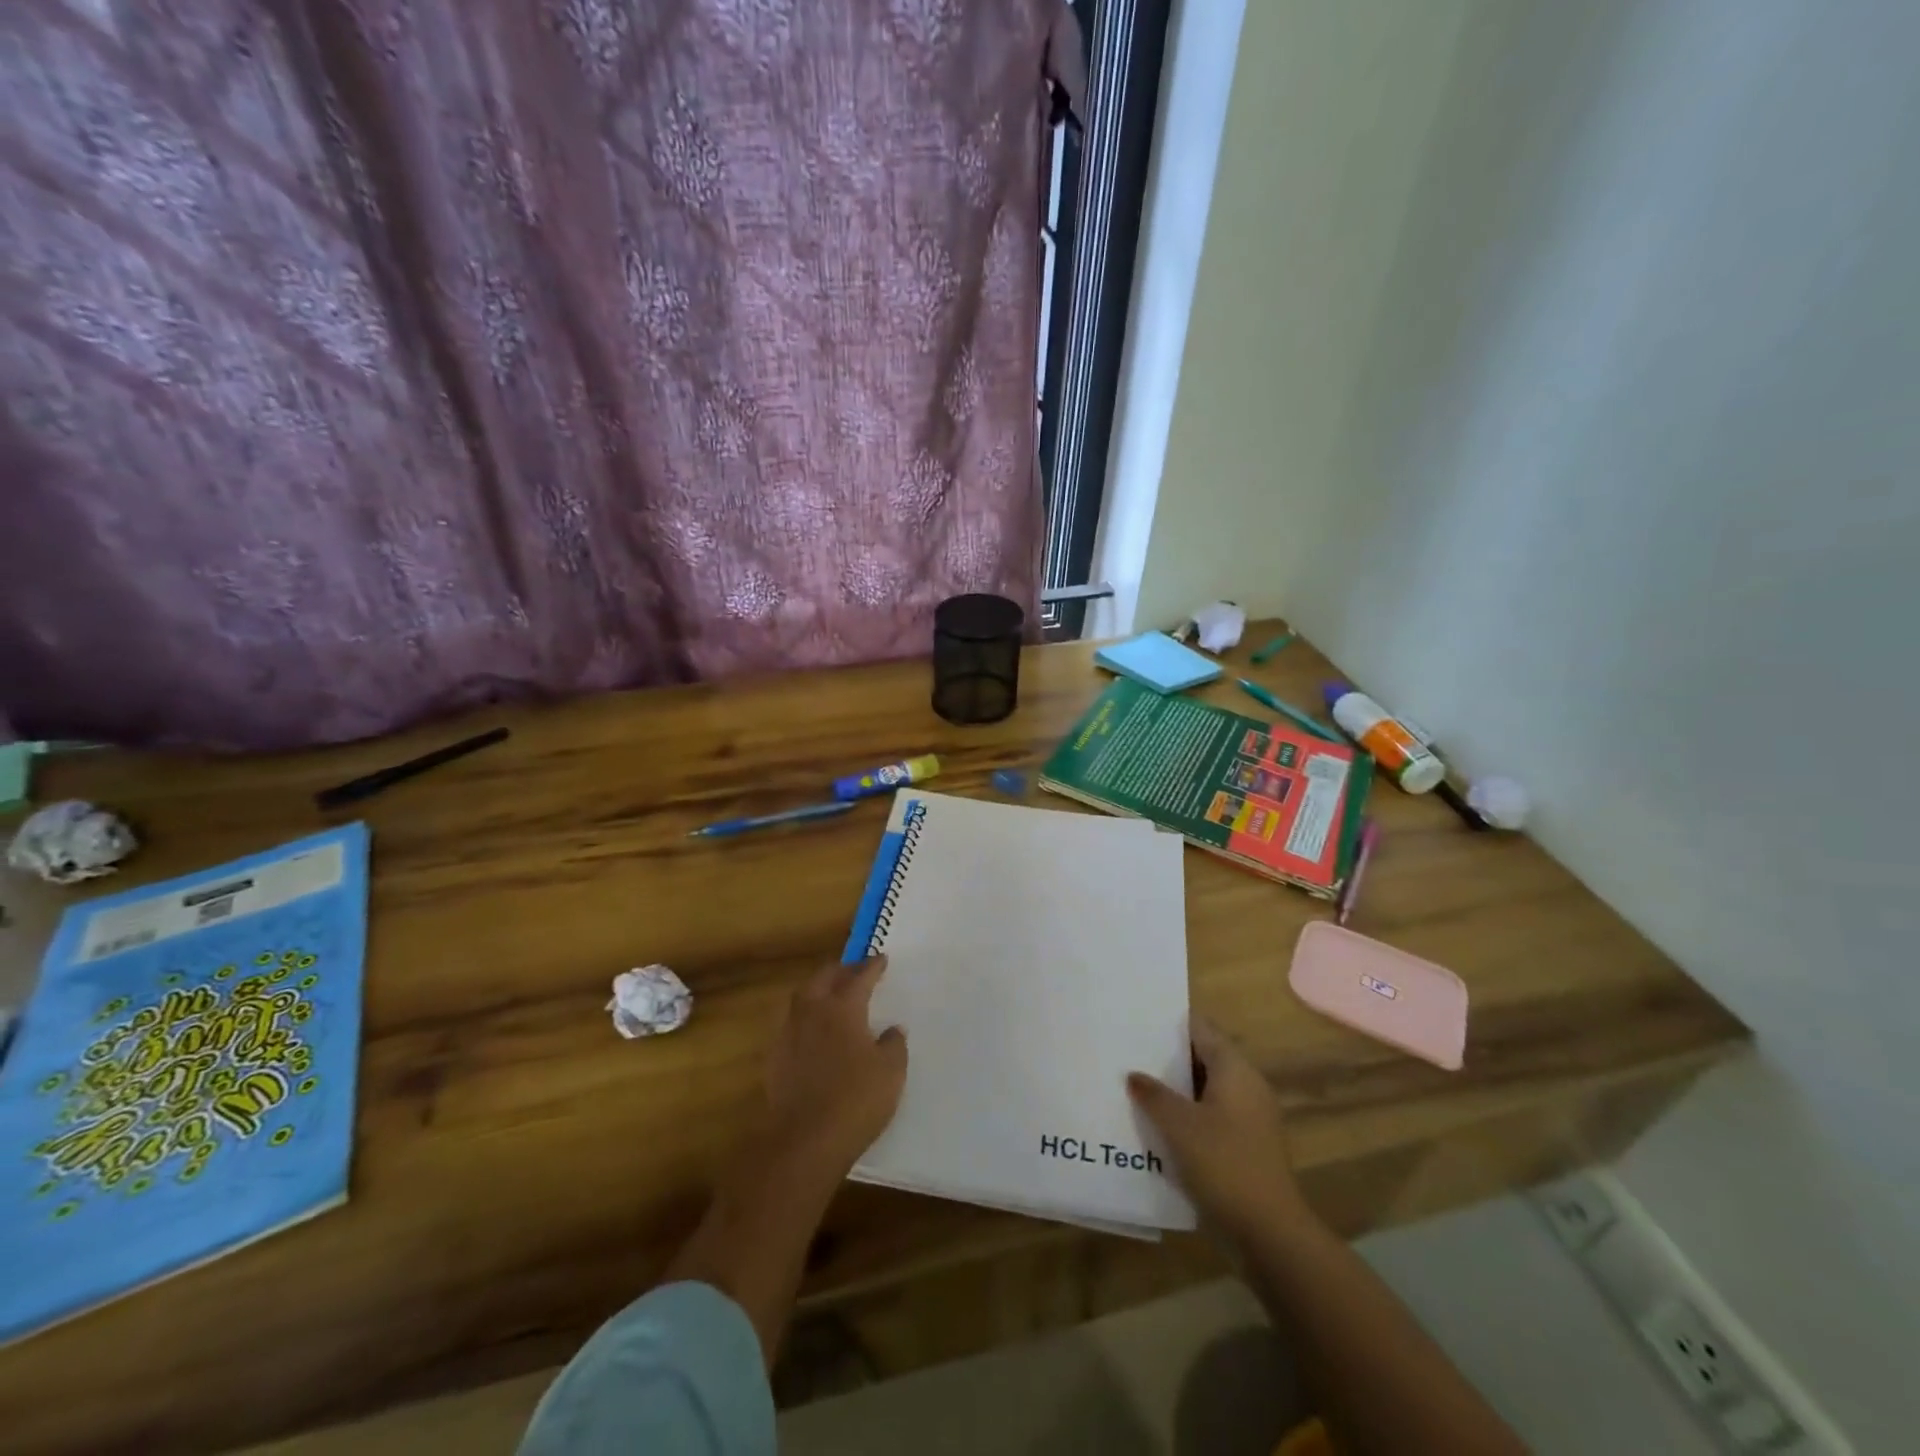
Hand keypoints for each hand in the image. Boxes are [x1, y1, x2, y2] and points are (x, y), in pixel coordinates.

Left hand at [764, 956, 907, 1178]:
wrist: (805, 1141)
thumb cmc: (856, 1100)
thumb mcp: (891, 1071)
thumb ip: (894, 1044)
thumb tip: (893, 1029)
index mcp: (843, 1008)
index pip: (859, 978)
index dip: (872, 967)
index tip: (881, 959)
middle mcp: (812, 1012)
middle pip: (824, 978)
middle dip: (840, 970)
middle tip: (854, 970)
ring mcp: (789, 1034)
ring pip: (802, 997)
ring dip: (818, 989)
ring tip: (830, 993)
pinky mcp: (775, 1058)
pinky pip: (791, 1023)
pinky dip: (805, 1017)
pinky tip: (813, 1030)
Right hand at [1127, 1016, 1308, 1240]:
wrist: (1269, 1232)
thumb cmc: (1223, 1163)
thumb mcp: (1178, 1125)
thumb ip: (1153, 1094)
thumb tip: (1134, 1074)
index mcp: (1235, 1069)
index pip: (1201, 1028)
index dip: (1171, 1022)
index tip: (1138, 1019)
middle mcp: (1246, 1086)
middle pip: (1203, 1058)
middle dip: (1168, 1057)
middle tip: (1128, 1052)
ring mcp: (1249, 1118)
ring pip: (1205, 1090)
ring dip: (1175, 1090)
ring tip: (1135, 1086)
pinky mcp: (1245, 1147)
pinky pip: (1210, 1117)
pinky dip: (1186, 1116)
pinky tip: (1157, 1126)